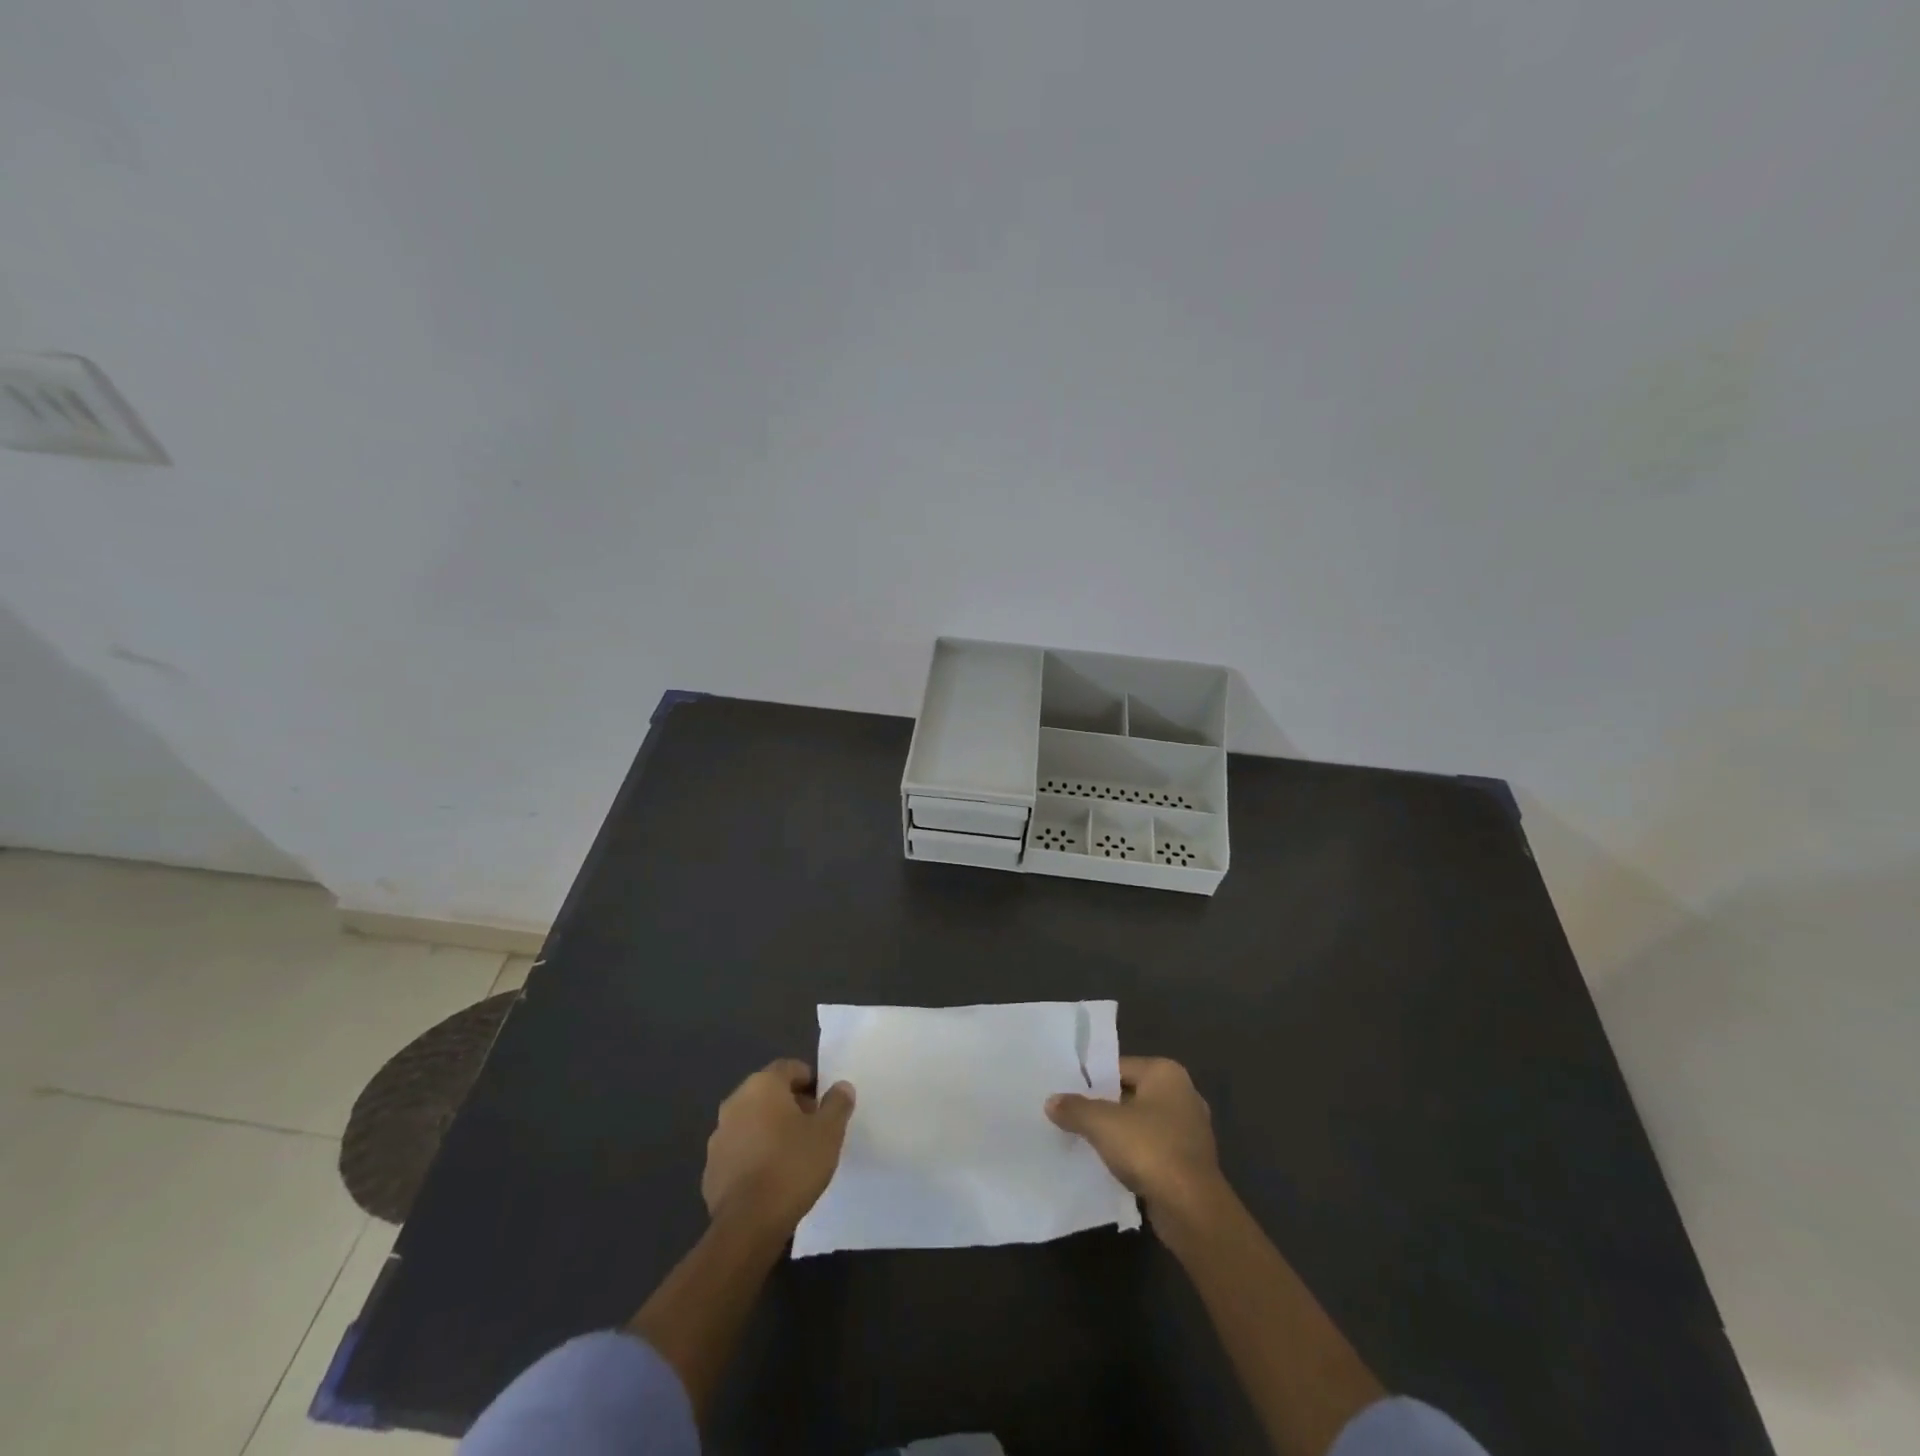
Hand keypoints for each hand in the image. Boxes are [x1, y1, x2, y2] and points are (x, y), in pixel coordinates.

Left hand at [701, 1060, 854, 1235]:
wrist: (748, 1224)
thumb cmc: (793, 1165)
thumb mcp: (829, 1132)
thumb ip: (837, 1103)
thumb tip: (841, 1087)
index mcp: (762, 1086)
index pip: (789, 1068)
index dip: (810, 1081)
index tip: (824, 1104)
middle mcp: (735, 1103)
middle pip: (768, 1093)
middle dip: (791, 1105)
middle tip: (813, 1128)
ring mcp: (718, 1137)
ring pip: (751, 1122)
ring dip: (770, 1130)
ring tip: (793, 1156)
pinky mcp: (711, 1170)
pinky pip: (739, 1152)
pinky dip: (754, 1156)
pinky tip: (771, 1179)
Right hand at [1047, 1056, 1223, 1222]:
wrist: (1191, 1209)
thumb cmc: (1149, 1149)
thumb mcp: (1102, 1124)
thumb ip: (1075, 1109)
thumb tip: (1051, 1101)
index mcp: (1166, 1073)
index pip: (1119, 1067)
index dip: (1092, 1080)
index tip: (1067, 1093)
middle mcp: (1183, 1094)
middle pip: (1130, 1094)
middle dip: (1104, 1107)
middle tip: (1071, 1116)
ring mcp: (1190, 1130)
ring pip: (1142, 1123)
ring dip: (1119, 1133)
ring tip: (1087, 1141)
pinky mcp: (1190, 1162)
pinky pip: (1153, 1148)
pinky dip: (1134, 1155)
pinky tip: (1112, 1165)